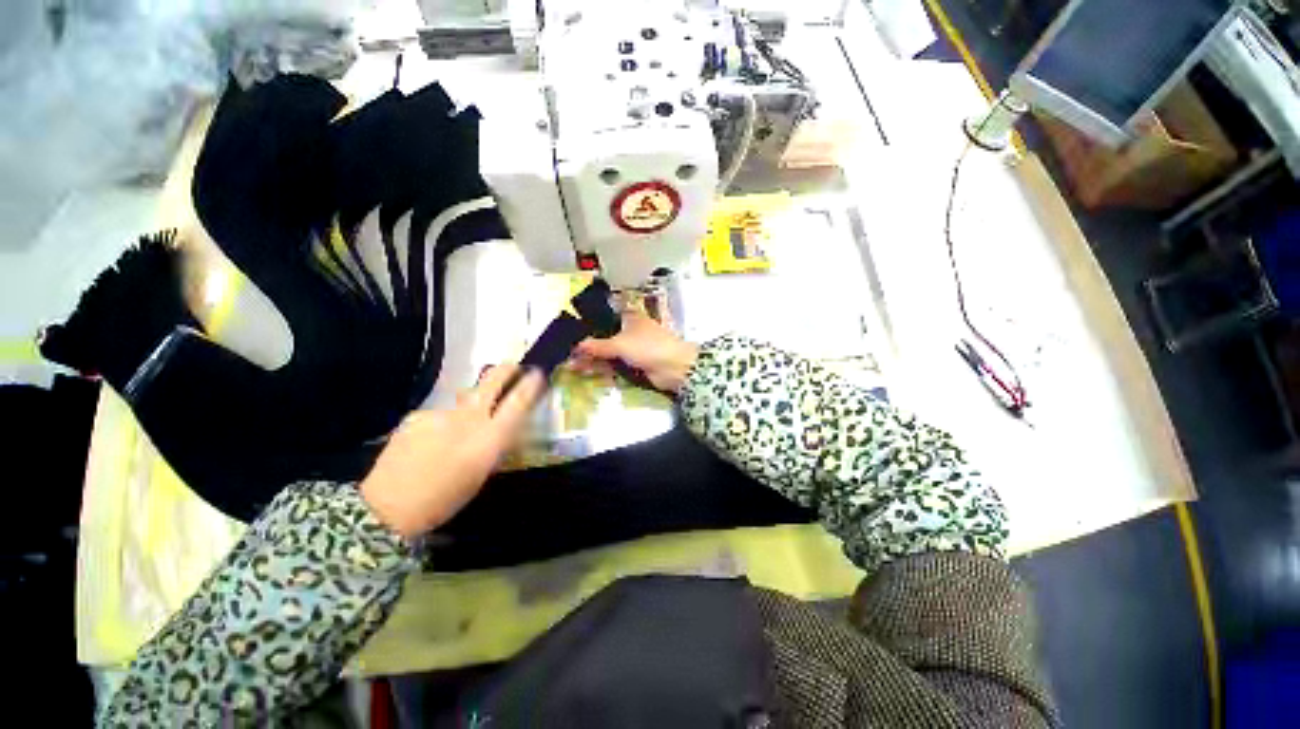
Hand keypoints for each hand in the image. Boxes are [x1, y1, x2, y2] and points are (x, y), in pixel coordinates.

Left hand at [360, 365, 544, 538]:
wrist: (388, 507)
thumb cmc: (444, 499)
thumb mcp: (481, 474)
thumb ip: (494, 445)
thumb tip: (503, 427)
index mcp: (489, 438)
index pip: (517, 403)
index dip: (530, 385)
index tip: (537, 374)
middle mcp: (467, 419)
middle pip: (491, 381)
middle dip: (505, 370)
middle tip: (513, 368)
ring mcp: (440, 414)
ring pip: (463, 401)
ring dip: (468, 409)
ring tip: (454, 436)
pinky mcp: (417, 415)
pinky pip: (439, 415)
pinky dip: (441, 424)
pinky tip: (428, 444)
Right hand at [573, 311, 698, 393]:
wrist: (674, 368)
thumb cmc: (648, 347)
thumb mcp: (620, 344)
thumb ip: (597, 346)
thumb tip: (576, 345)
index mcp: (629, 317)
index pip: (604, 318)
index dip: (589, 325)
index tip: (572, 333)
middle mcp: (630, 331)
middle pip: (605, 338)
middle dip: (588, 347)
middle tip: (568, 355)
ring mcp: (633, 348)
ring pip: (609, 353)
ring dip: (593, 359)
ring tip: (572, 366)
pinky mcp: (635, 364)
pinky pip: (615, 365)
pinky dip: (602, 368)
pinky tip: (587, 372)